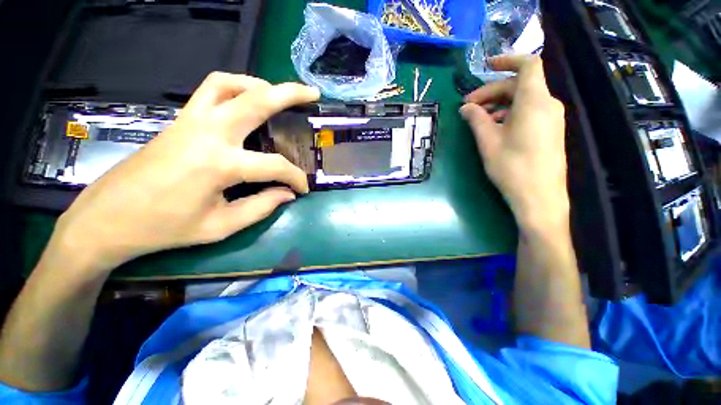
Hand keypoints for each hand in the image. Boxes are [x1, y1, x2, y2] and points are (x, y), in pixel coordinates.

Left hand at [51, 72, 319, 275]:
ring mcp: (190, 121)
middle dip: (290, 94)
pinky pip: (210, 90)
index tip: (303, 189)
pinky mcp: (180, 120)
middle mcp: (207, 133)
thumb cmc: (164, 228)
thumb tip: (287, 194)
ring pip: (228, 83)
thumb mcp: (220, 226)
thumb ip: (261, 207)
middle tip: (312, 94)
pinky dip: (235, 87)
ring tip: (278, 95)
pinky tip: (246, 101)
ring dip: (258, 85)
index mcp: (220, 165)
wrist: (107, 219)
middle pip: (256, 100)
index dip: (296, 178)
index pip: (275, 166)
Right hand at [460, 55, 567, 230]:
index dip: (507, 60)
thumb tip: (465, 107)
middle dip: (492, 92)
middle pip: (520, 85)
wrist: (539, 197)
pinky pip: (529, 112)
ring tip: (478, 119)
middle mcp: (548, 104)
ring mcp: (551, 118)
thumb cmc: (512, 168)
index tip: (486, 66)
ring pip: (523, 100)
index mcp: (534, 102)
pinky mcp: (550, 130)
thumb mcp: (488, 142)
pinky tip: (494, 128)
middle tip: (468, 107)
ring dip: (499, 104)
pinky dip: (510, 114)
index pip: (527, 65)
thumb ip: (476, 120)